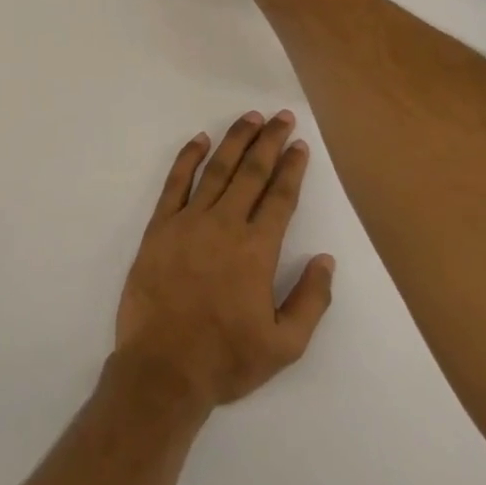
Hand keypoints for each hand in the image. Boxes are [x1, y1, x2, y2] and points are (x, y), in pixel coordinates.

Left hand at [114, 111, 336, 412]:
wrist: (163, 368)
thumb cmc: (226, 359)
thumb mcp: (285, 345)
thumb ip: (311, 300)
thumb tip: (325, 259)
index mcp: (257, 250)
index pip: (280, 197)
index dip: (292, 167)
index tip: (300, 144)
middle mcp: (225, 225)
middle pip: (251, 172)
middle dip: (269, 141)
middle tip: (282, 116)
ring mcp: (188, 222)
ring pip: (217, 170)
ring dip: (235, 140)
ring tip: (250, 118)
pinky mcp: (159, 226)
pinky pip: (175, 182)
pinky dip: (188, 157)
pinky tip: (200, 140)